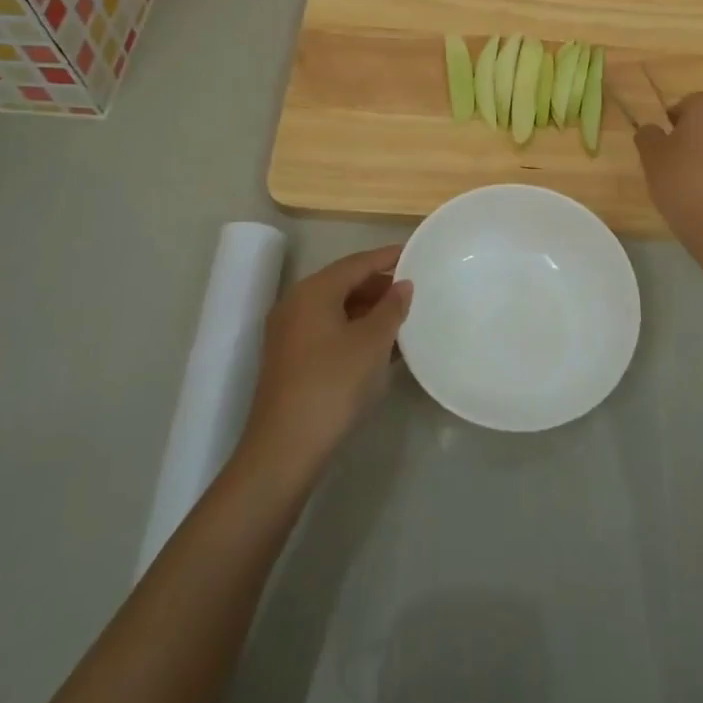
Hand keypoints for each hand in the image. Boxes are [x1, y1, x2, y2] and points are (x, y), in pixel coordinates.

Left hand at [239, 244, 410, 485]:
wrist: (286, 449)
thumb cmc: (334, 384)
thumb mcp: (373, 342)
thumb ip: (392, 308)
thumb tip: (402, 285)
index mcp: (314, 291)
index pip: (357, 263)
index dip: (387, 257)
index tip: (415, 253)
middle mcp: (296, 304)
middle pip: (344, 284)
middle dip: (379, 285)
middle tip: (414, 290)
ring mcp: (290, 334)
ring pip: (337, 310)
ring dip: (369, 311)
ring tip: (404, 318)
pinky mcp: (291, 361)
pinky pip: (329, 331)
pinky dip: (355, 331)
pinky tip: (382, 347)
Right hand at [633, 92, 702, 259]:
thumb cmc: (684, 182)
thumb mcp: (651, 156)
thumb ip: (647, 135)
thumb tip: (652, 130)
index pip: (680, 106)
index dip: (666, 127)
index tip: (659, 151)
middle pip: (701, 121)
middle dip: (685, 138)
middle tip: (669, 165)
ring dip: (701, 154)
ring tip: (686, 181)